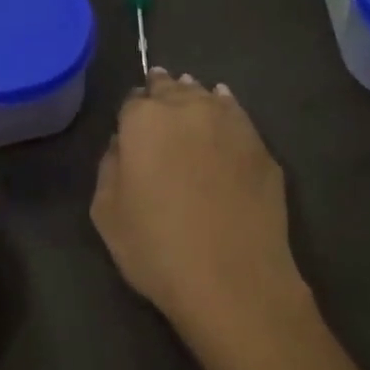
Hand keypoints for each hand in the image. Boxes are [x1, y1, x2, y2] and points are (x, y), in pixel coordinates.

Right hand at [90, 69, 309, 356]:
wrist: (233, 279)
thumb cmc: (157, 249)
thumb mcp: (107, 214)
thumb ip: (109, 167)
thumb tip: (122, 145)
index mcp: (144, 121)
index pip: (132, 101)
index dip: (130, 113)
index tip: (130, 124)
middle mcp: (189, 110)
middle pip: (172, 90)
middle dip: (162, 92)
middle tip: (158, 93)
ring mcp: (232, 125)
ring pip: (207, 97)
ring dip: (194, 97)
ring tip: (190, 95)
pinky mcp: (262, 147)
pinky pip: (238, 116)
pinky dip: (227, 110)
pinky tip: (225, 109)